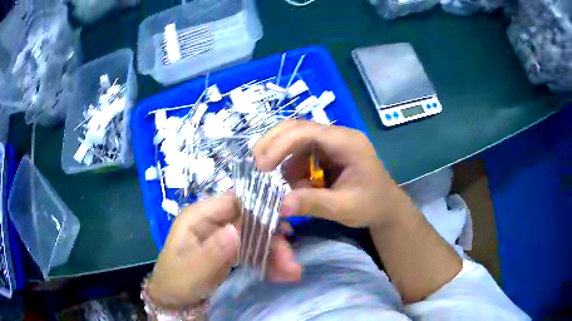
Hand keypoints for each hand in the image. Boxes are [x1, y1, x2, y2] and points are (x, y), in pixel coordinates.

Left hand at [148, 194, 301, 308]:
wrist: (174, 299)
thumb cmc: (176, 281)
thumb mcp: (191, 269)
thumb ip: (212, 251)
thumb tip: (236, 230)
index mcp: (199, 217)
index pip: (232, 201)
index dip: (258, 207)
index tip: (284, 220)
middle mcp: (214, 222)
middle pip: (249, 221)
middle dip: (272, 239)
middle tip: (290, 259)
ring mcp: (223, 237)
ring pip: (255, 237)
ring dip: (274, 253)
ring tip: (292, 271)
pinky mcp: (230, 252)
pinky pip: (253, 252)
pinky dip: (268, 262)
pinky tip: (283, 274)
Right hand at [254, 120, 409, 228]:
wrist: (386, 207)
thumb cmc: (371, 205)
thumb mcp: (344, 208)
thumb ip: (314, 204)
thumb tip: (280, 205)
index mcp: (348, 143)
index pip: (309, 132)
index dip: (281, 145)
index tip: (261, 166)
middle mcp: (338, 136)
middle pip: (298, 128)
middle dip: (274, 145)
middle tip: (257, 165)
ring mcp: (332, 143)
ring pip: (296, 142)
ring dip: (285, 164)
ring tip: (293, 188)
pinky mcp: (326, 153)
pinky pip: (301, 155)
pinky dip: (293, 171)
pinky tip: (302, 187)